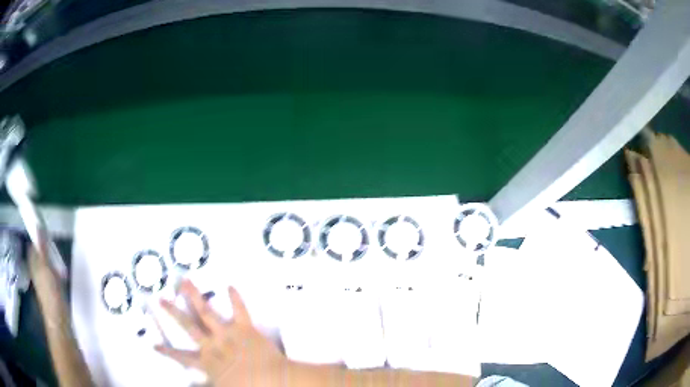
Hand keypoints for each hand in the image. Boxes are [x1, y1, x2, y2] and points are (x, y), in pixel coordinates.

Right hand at [155, 280, 289, 386]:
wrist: (274, 380)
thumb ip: (205, 385)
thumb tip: (192, 385)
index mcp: (207, 362)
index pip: (182, 357)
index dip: (167, 352)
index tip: (153, 344)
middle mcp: (213, 344)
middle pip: (188, 325)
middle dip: (173, 312)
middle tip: (160, 298)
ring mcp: (228, 334)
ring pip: (206, 311)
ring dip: (195, 295)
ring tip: (185, 280)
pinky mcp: (245, 328)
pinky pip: (240, 310)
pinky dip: (236, 298)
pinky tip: (230, 285)